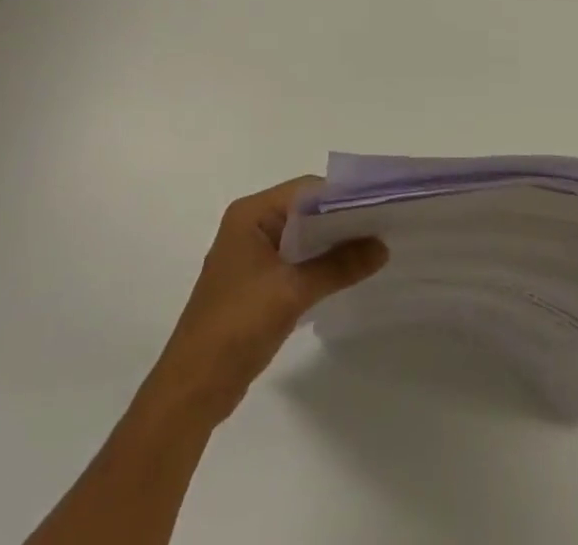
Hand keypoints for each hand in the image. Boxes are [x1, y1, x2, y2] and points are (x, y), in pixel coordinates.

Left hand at [143, 177, 387, 426]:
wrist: (193, 388)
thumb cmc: (237, 326)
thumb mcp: (292, 292)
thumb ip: (338, 265)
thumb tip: (382, 246)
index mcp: (251, 214)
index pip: (306, 190)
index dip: (342, 197)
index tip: (380, 207)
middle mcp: (250, 225)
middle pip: (304, 211)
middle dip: (341, 220)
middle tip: (384, 228)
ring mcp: (252, 255)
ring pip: (301, 238)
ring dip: (332, 244)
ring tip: (374, 249)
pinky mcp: (256, 283)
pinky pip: (295, 261)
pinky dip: (319, 265)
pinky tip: (346, 275)